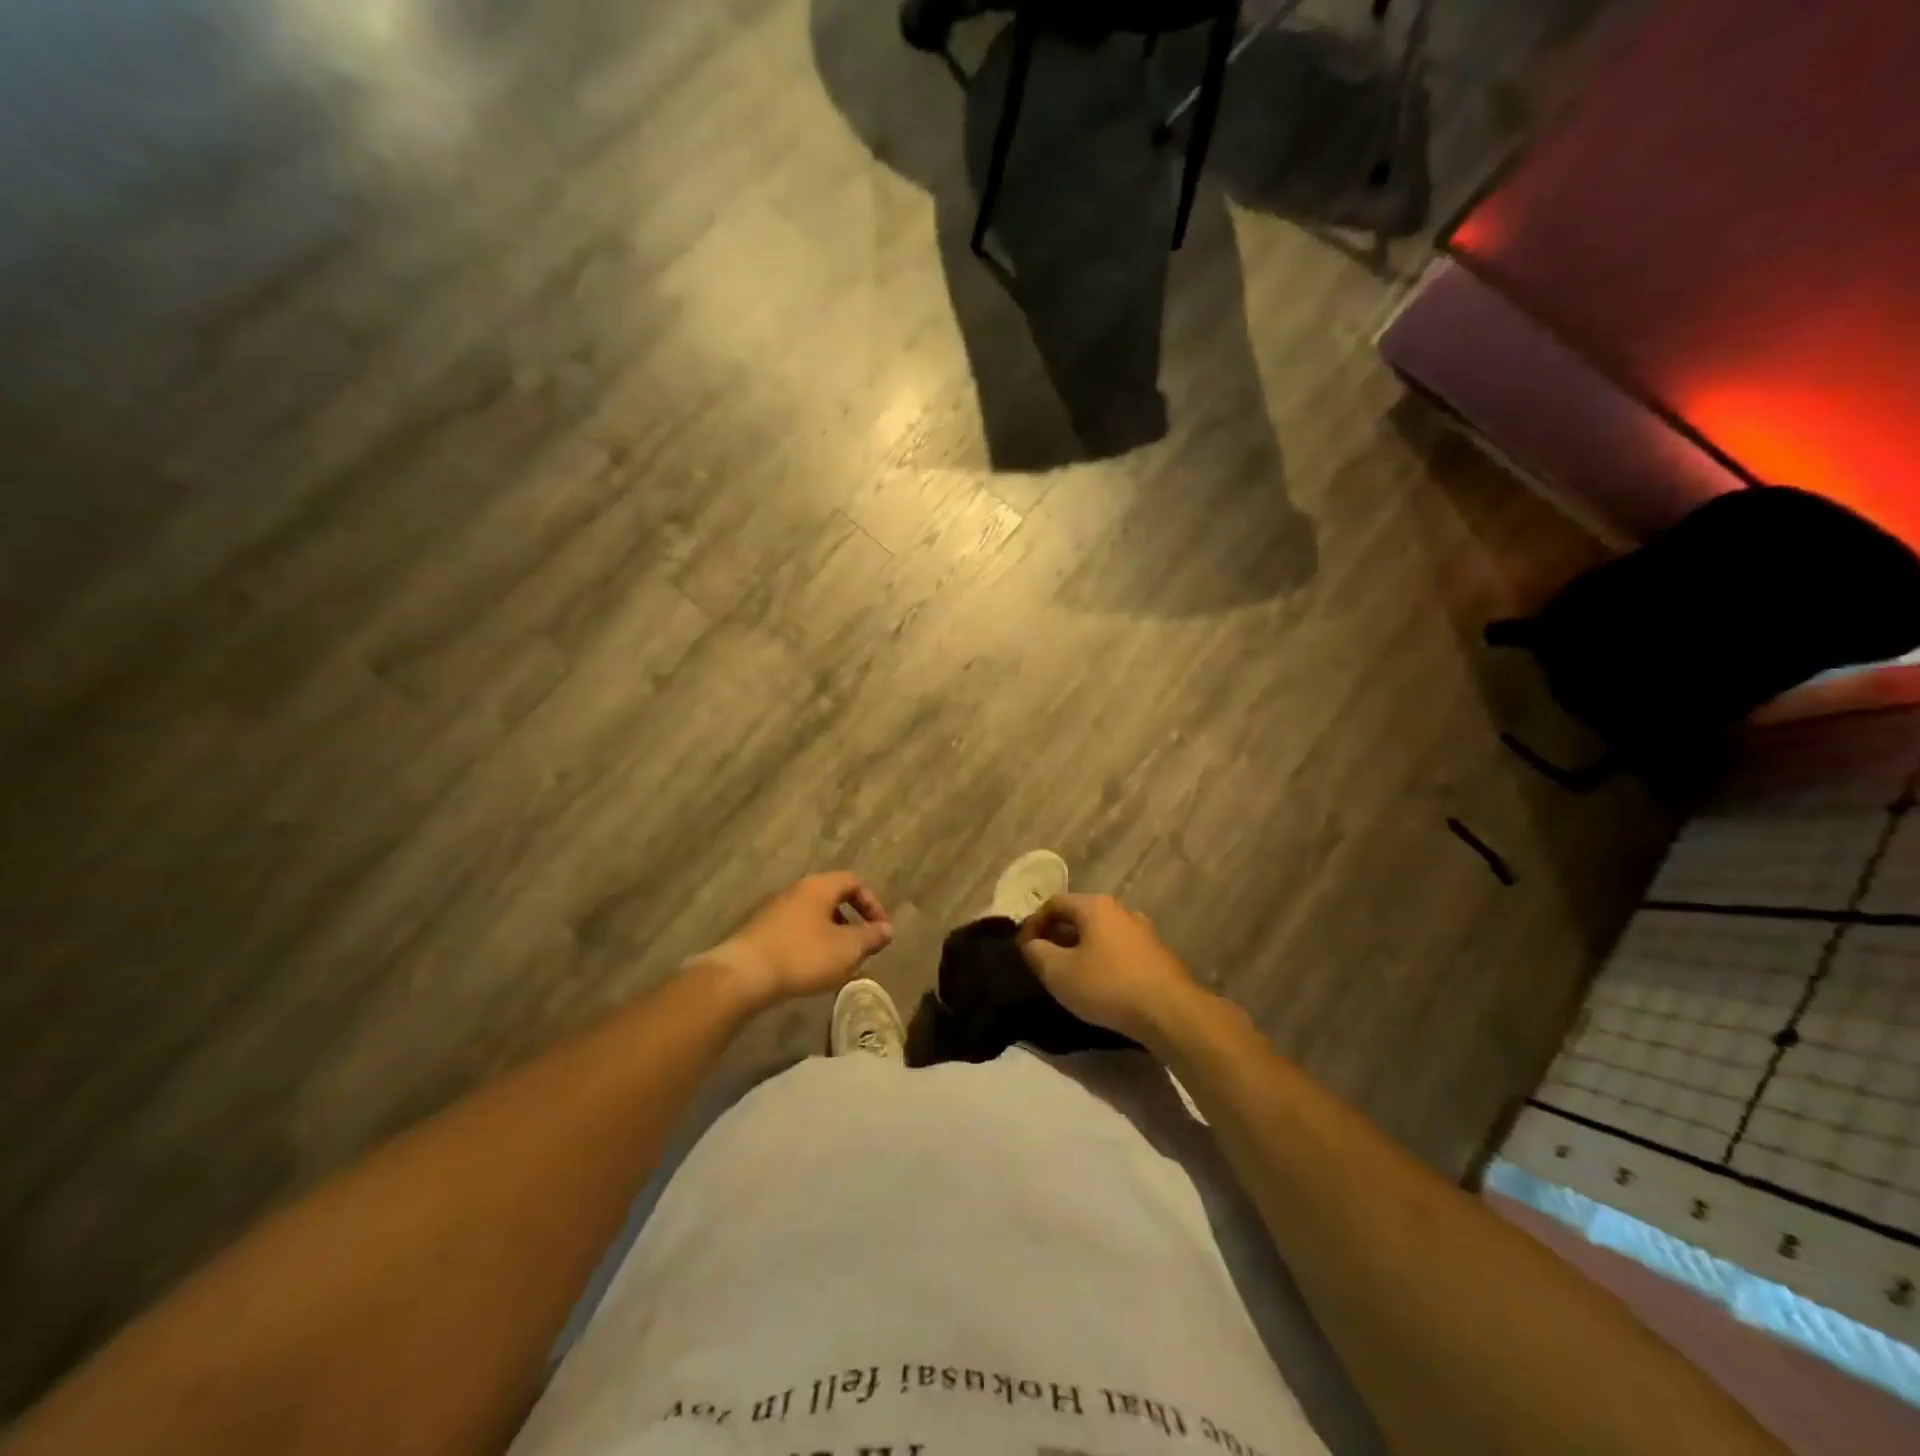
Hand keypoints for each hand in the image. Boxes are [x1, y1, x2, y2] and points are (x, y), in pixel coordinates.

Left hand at [696, 872, 893, 1008]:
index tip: (880, 930)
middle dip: (851, 921)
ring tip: (838, 962)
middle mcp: (796, 890)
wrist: (743, 975)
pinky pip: (794, 929)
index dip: (872, 903)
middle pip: (831, 897)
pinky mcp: (759, 931)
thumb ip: (870, 937)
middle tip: (861, 947)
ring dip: (830, 934)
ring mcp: (774, 909)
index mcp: (819, 887)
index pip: (853, 882)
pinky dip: (809, 943)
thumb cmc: (803, 955)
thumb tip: (887, 929)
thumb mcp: (847, 949)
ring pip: (812, 915)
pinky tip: (810, 968)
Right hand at [1017, 893, 1201, 1044]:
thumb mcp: (1058, 972)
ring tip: (1071, 975)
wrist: (1170, 1012)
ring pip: (1101, 934)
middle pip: (1079, 916)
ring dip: (1081, 949)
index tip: (1024, 950)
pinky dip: (1103, 960)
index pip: (1054, 903)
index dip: (1033, 923)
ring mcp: (1143, 931)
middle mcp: (1121, 910)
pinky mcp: (1158, 954)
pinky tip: (1101, 985)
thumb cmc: (1108, 986)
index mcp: (1095, 906)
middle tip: (1044, 962)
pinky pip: (1119, 950)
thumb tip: (1032, 944)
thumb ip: (1036, 953)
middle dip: (1057, 936)